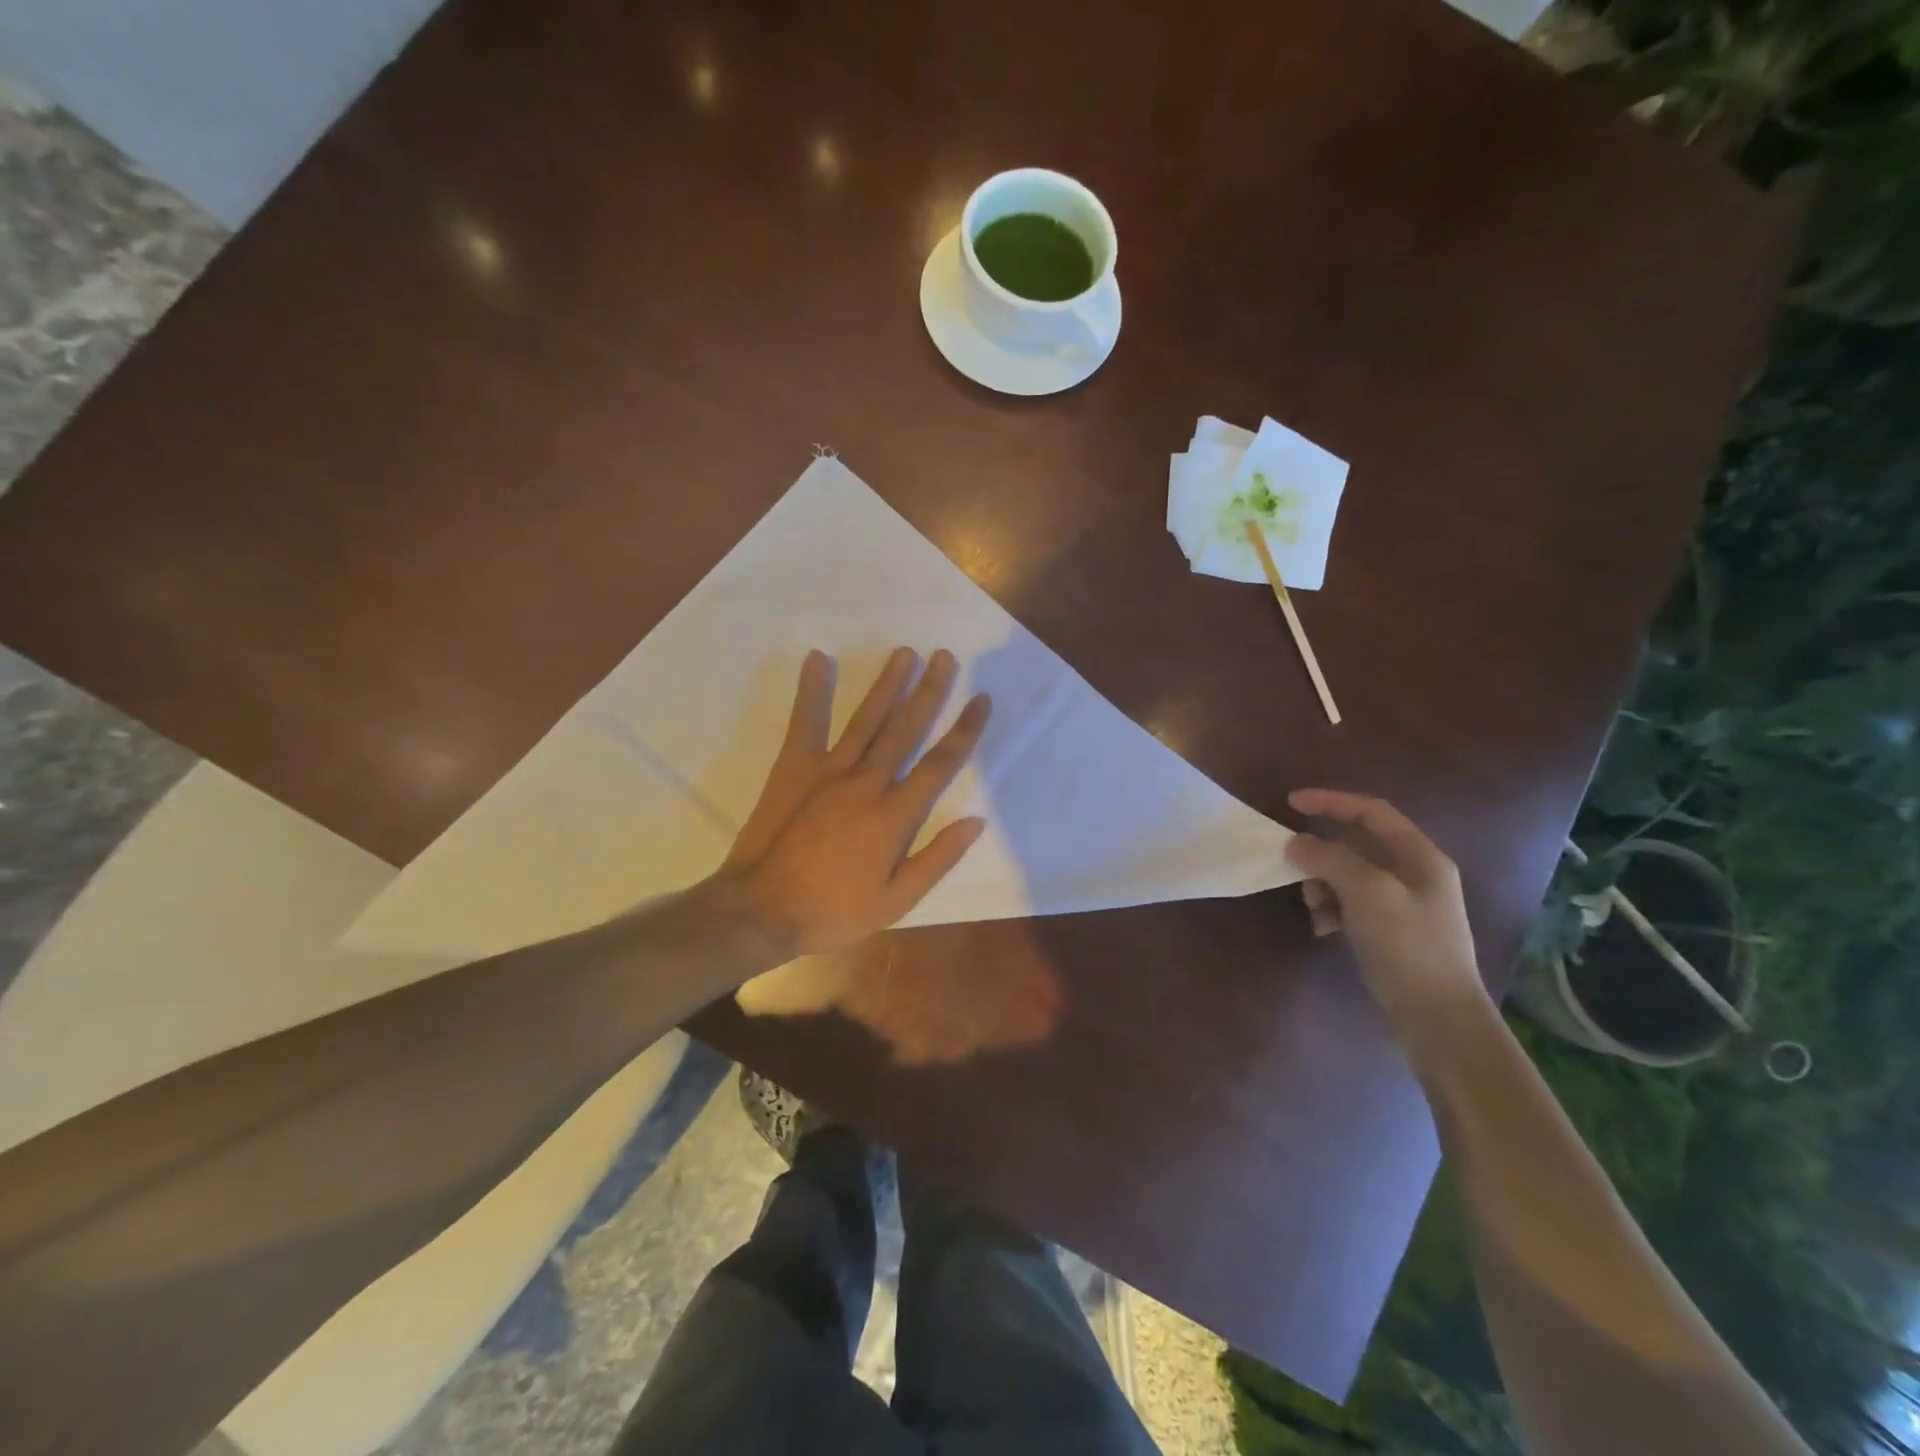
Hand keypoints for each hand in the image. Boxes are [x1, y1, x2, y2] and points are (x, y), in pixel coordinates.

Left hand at [718, 647, 992, 956]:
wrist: (762, 910)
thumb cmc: (833, 911)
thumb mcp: (897, 901)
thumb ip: (937, 858)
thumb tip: (976, 821)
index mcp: (895, 814)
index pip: (941, 763)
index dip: (965, 729)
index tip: (981, 699)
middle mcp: (868, 781)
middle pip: (906, 728)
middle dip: (929, 691)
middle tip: (944, 657)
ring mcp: (829, 770)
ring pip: (866, 718)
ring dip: (887, 684)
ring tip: (904, 653)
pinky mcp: (794, 767)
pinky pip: (806, 722)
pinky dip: (812, 690)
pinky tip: (819, 659)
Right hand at [1285, 789, 1485, 1028]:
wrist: (1438, 1018)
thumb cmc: (1408, 945)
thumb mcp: (1367, 892)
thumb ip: (1329, 858)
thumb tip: (1295, 842)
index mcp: (1419, 856)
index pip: (1371, 811)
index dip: (1330, 802)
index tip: (1290, 804)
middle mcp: (1415, 874)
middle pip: (1358, 844)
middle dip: (1321, 851)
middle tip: (1292, 862)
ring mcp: (1404, 904)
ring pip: (1350, 875)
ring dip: (1323, 883)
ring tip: (1311, 905)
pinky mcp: (1391, 931)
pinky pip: (1352, 904)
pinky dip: (1332, 908)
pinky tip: (1322, 928)